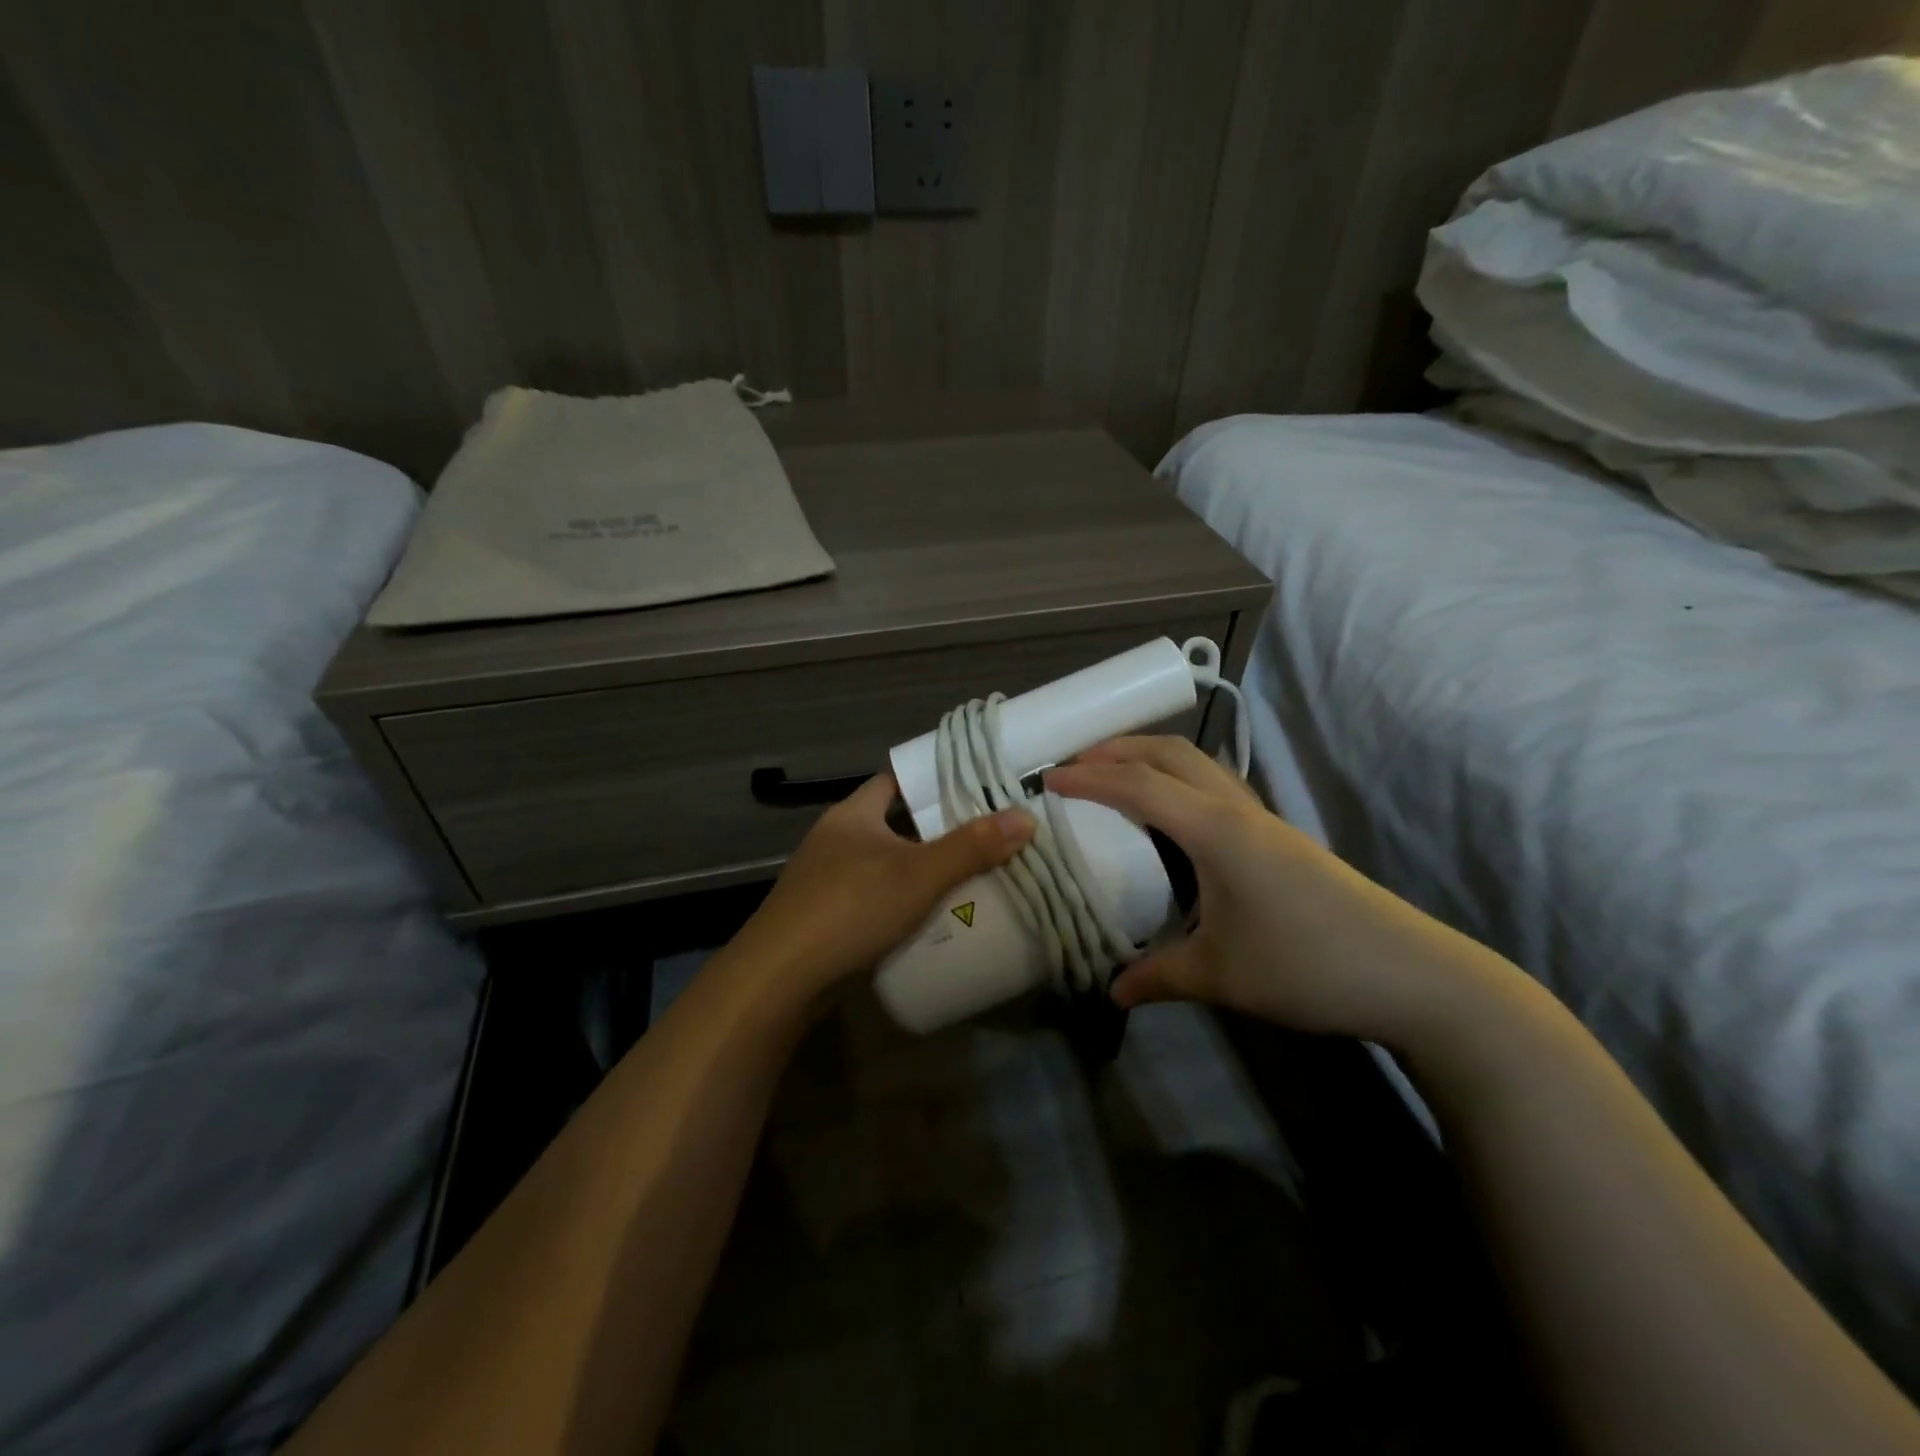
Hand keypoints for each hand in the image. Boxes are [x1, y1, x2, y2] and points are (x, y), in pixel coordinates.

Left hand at [731, 772, 1035, 1005]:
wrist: (779, 979)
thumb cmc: (850, 908)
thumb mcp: (918, 874)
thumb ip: (972, 847)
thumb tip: (1026, 817)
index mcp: (852, 814)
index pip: (895, 781)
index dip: (932, 780)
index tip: (974, 786)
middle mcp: (836, 839)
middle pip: (895, 824)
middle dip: (936, 831)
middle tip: (986, 835)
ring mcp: (827, 880)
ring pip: (885, 864)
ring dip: (920, 870)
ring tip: (970, 874)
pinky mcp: (826, 918)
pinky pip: (875, 898)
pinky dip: (902, 902)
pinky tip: (931, 917)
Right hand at [1045, 737, 1491, 1044]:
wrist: (1413, 976)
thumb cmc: (1306, 966)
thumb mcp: (1219, 976)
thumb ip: (1157, 976)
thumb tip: (1111, 990)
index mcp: (1215, 830)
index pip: (1138, 786)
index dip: (1088, 778)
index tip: (1046, 779)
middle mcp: (1238, 810)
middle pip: (1172, 753)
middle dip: (1119, 747)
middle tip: (1076, 763)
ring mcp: (1265, 821)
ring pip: (1199, 766)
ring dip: (1152, 759)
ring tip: (1115, 777)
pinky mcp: (1281, 839)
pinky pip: (1216, 789)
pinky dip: (1178, 783)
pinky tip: (1170, 819)